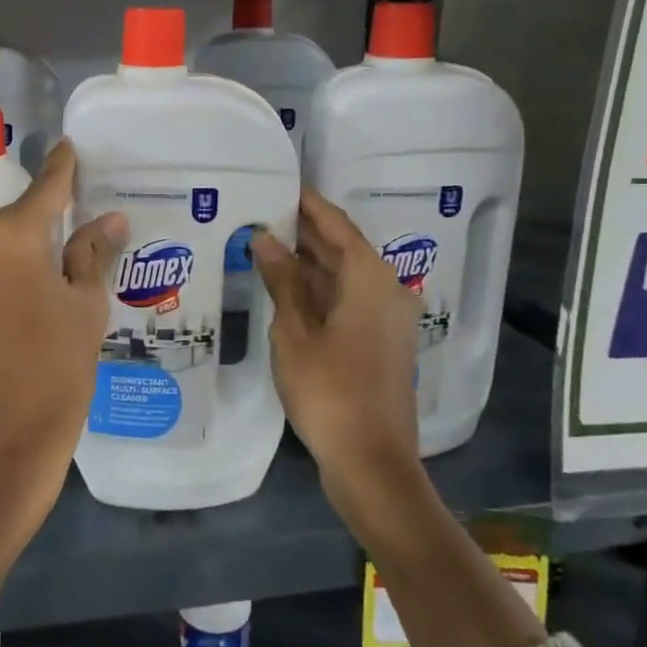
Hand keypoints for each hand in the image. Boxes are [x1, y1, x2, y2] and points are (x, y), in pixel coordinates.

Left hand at [0, 139, 127, 541]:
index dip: (62, 167)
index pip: (45, 186)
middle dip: (42, 223)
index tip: (69, 147)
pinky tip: (18, 296)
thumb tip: (108, 220)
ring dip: (16, 250)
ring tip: (48, 275)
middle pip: (13, 216)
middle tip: (73, 237)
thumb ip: (90, 254)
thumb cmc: (52, 376)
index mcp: (8, 234)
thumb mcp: (85, 311)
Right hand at [251, 188, 422, 497]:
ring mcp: (386, 318)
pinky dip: (318, 288)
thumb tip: (264, 238)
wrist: (371, 462)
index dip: (307, 204)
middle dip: (303, 231)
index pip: (336, 225)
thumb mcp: (294, 331)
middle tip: (260, 212)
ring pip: (344, 275)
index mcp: (370, 280)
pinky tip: (284, 286)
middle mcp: (386, 290)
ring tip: (263, 243)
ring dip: (308, 261)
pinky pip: (347, 298)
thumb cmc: (329, 391)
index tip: (279, 183)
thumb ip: (281, 280)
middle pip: (343, 248)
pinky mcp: (380, 341)